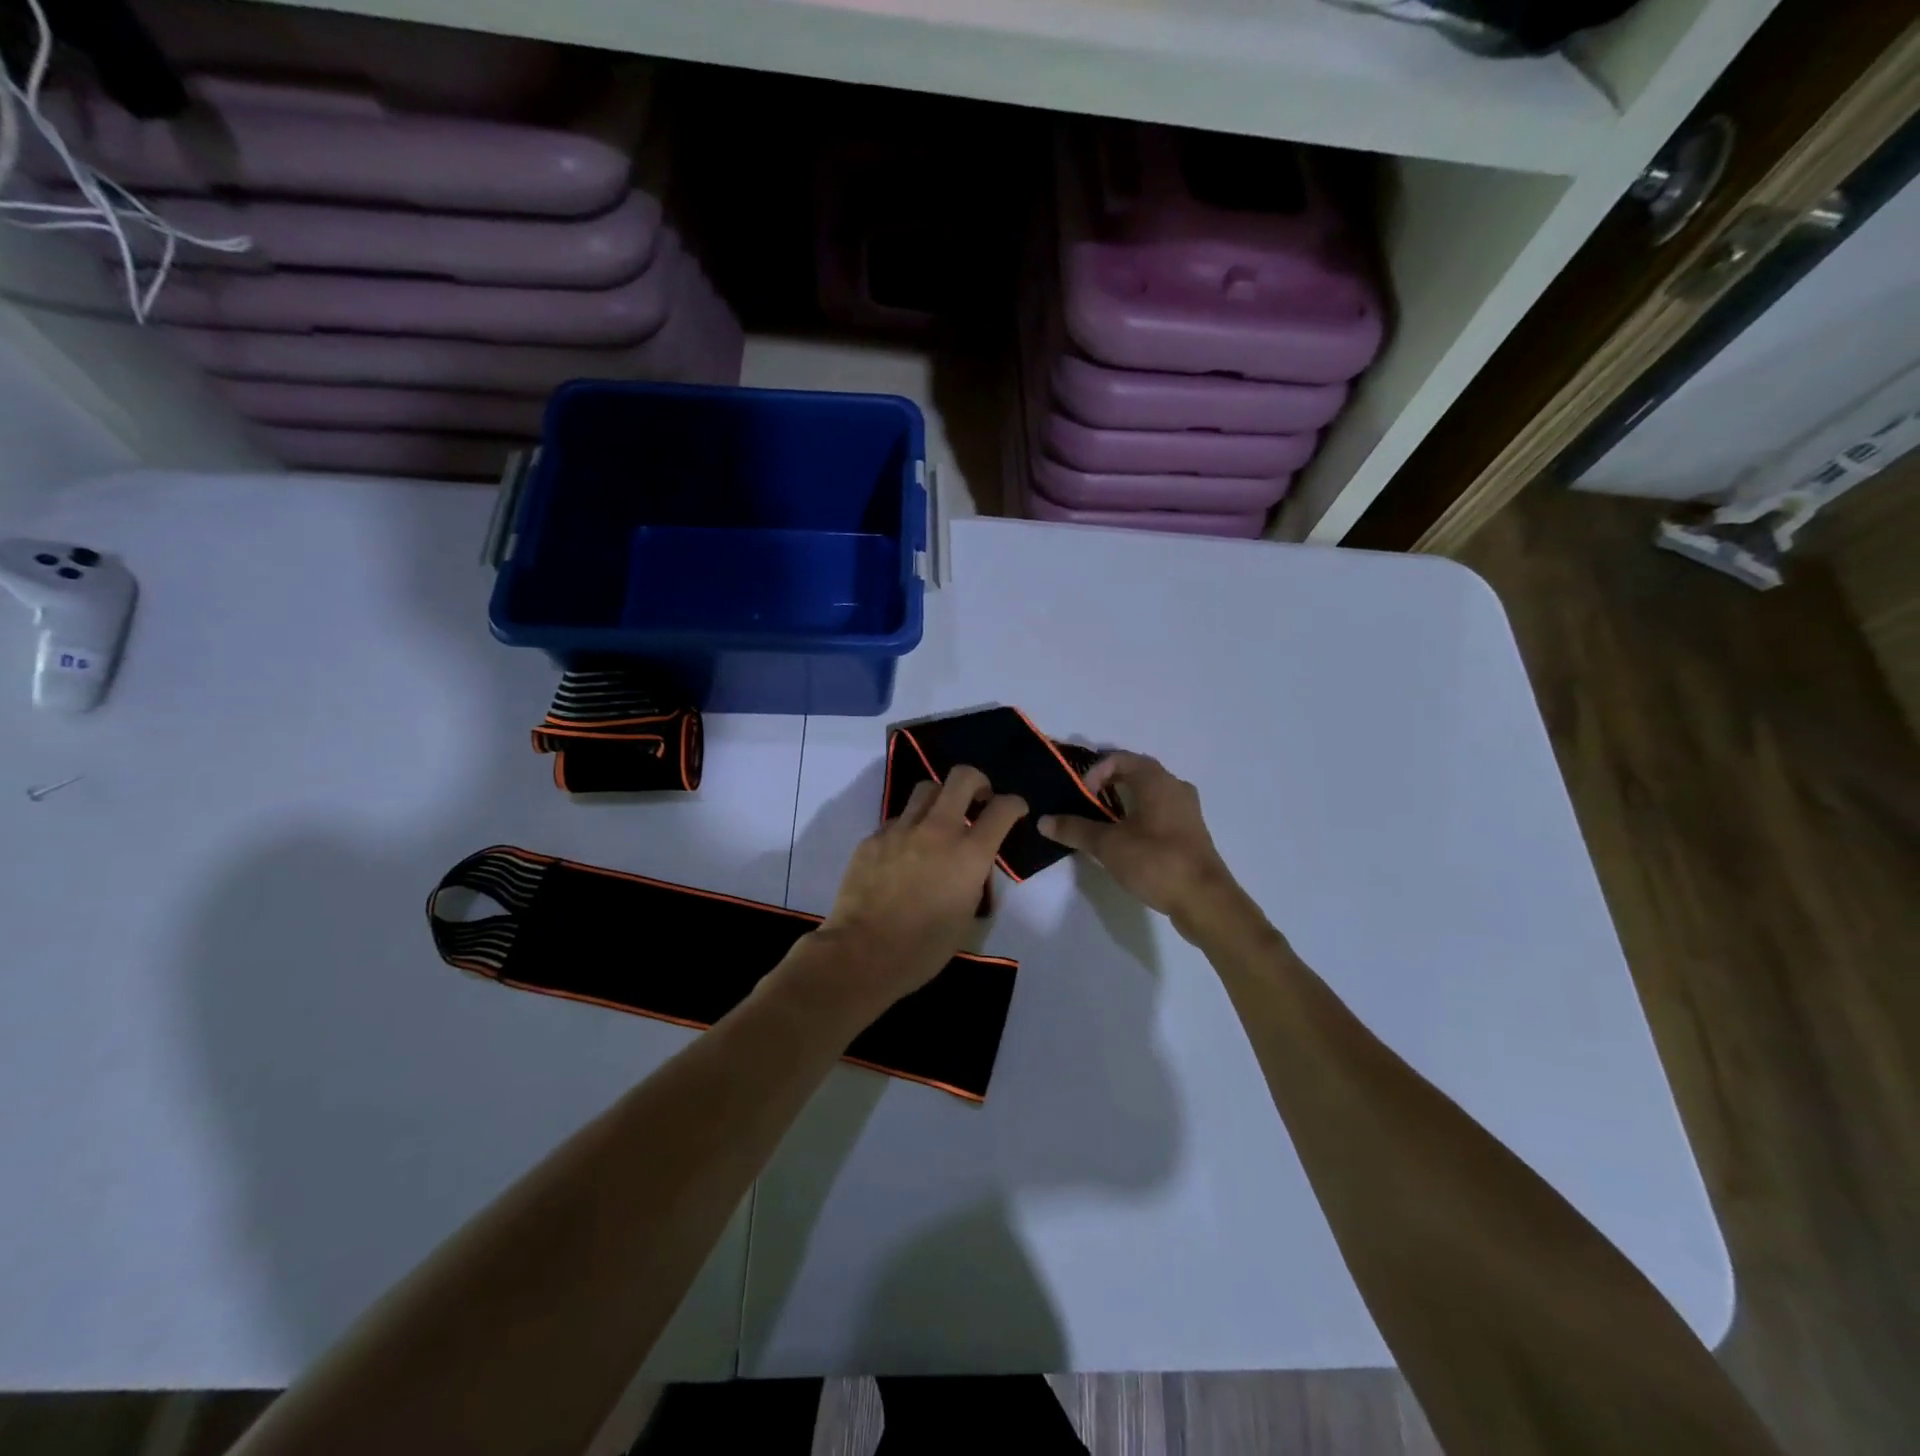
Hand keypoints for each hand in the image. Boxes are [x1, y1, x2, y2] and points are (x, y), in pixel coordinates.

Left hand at [809, 766, 1026, 1019]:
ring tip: (939, 819)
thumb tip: (969, 864)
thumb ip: (973, 878)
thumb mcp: (966, 915)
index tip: (1015, 810)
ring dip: (941, 798)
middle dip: (977, 781)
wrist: (861, 953)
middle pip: (962, 778)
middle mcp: (937, 831)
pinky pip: (898, 819)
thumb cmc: (923, 948)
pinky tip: (905, 852)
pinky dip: (909, 827)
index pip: (1002, 809)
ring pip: (926, 789)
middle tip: (978, 797)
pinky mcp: (873, 838)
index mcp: (969, 854)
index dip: (1015, 804)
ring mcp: (901, 830)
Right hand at [1037, 752, 1239, 933]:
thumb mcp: (1107, 845)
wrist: (1205, 900)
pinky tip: (1126, 841)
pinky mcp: (1190, 834)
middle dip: (1108, 783)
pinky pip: (1160, 813)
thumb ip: (1074, 829)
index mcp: (1157, 781)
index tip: (1082, 795)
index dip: (1095, 770)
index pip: (1121, 758)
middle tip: (1085, 803)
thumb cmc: (1156, 861)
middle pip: (1137, 773)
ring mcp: (1187, 811)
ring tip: (1101, 822)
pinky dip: (1139, 817)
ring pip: (1149, 795)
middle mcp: (1175, 787)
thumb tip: (1043, 821)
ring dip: (1124, 802)